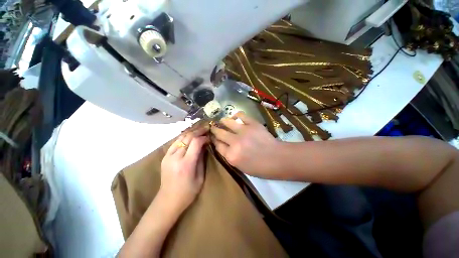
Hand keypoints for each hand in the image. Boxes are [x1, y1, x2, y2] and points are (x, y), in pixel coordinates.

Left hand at [159, 126, 208, 212]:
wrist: (168, 201)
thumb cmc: (188, 192)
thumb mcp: (200, 177)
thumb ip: (201, 159)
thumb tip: (204, 146)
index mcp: (186, 164)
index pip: (196, 142)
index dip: (204, 137)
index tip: (209, 137)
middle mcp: (176, 157)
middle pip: (188, 137)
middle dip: (198, 131)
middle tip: (206, 128)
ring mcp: (168, 156)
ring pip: (180, 137)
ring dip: (191, 132)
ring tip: (199, 129)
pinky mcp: (165, 156)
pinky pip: (175, 142)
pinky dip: (183, 137)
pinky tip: (189, 136)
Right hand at [210, 112, 282, 177]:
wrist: (277, 158)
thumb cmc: (260, 167)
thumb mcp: (241, 167)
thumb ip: (230, 156)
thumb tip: (223, 145)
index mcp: (231, 156)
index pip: (217, 145)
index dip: (214, 140)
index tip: (213, 137)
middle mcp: (234, 142)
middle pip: (219, 133)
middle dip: (214, 130)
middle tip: (213, 127)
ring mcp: (243, 131)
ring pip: (227, 122)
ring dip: (223, 121)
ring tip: (222, 121)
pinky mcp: (252, 124)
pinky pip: (241, 115)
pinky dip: (236, 115)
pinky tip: (235, 117)